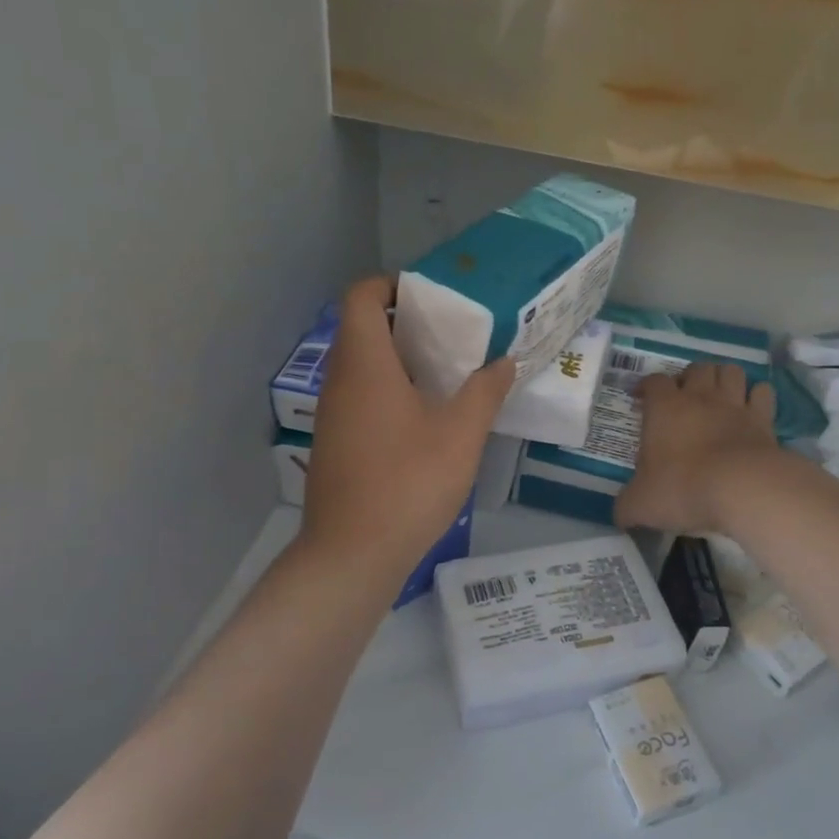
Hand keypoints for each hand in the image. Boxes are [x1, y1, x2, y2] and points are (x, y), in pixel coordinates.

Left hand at [301, 277, 514, 587]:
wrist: (353, 554)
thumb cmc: (408, 483)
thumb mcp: (461, 434)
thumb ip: (485, 391)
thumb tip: (505, 361)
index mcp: (365, 364)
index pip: (361, 296)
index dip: (391, 285)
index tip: (432, 297)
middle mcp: (340, 381)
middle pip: (362, 328)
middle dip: (405, 322)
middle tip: (452, 334)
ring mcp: (333, 414)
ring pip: (362, 365)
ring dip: (399, 359)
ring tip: (447, 373)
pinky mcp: (336, 442)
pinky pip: (360, 396)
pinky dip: (389, 389)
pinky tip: (426, 416)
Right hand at [615, 362, 779, 533]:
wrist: (742, 489)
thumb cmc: (683, 488)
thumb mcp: (641, 504)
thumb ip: (626, 506)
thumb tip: (620, 515)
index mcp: (665, 408)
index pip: (654, 381)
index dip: (646, 386)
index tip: (641, 398)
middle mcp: (700, 397)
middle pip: (697, 368)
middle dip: (690, 377)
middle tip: (684, 397)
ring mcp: (735, 405)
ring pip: (731, 371)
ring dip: (723, 378)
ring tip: (718, 395)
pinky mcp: (764, 419)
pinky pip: (763, 393)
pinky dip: (757, 396)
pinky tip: (752, 408)